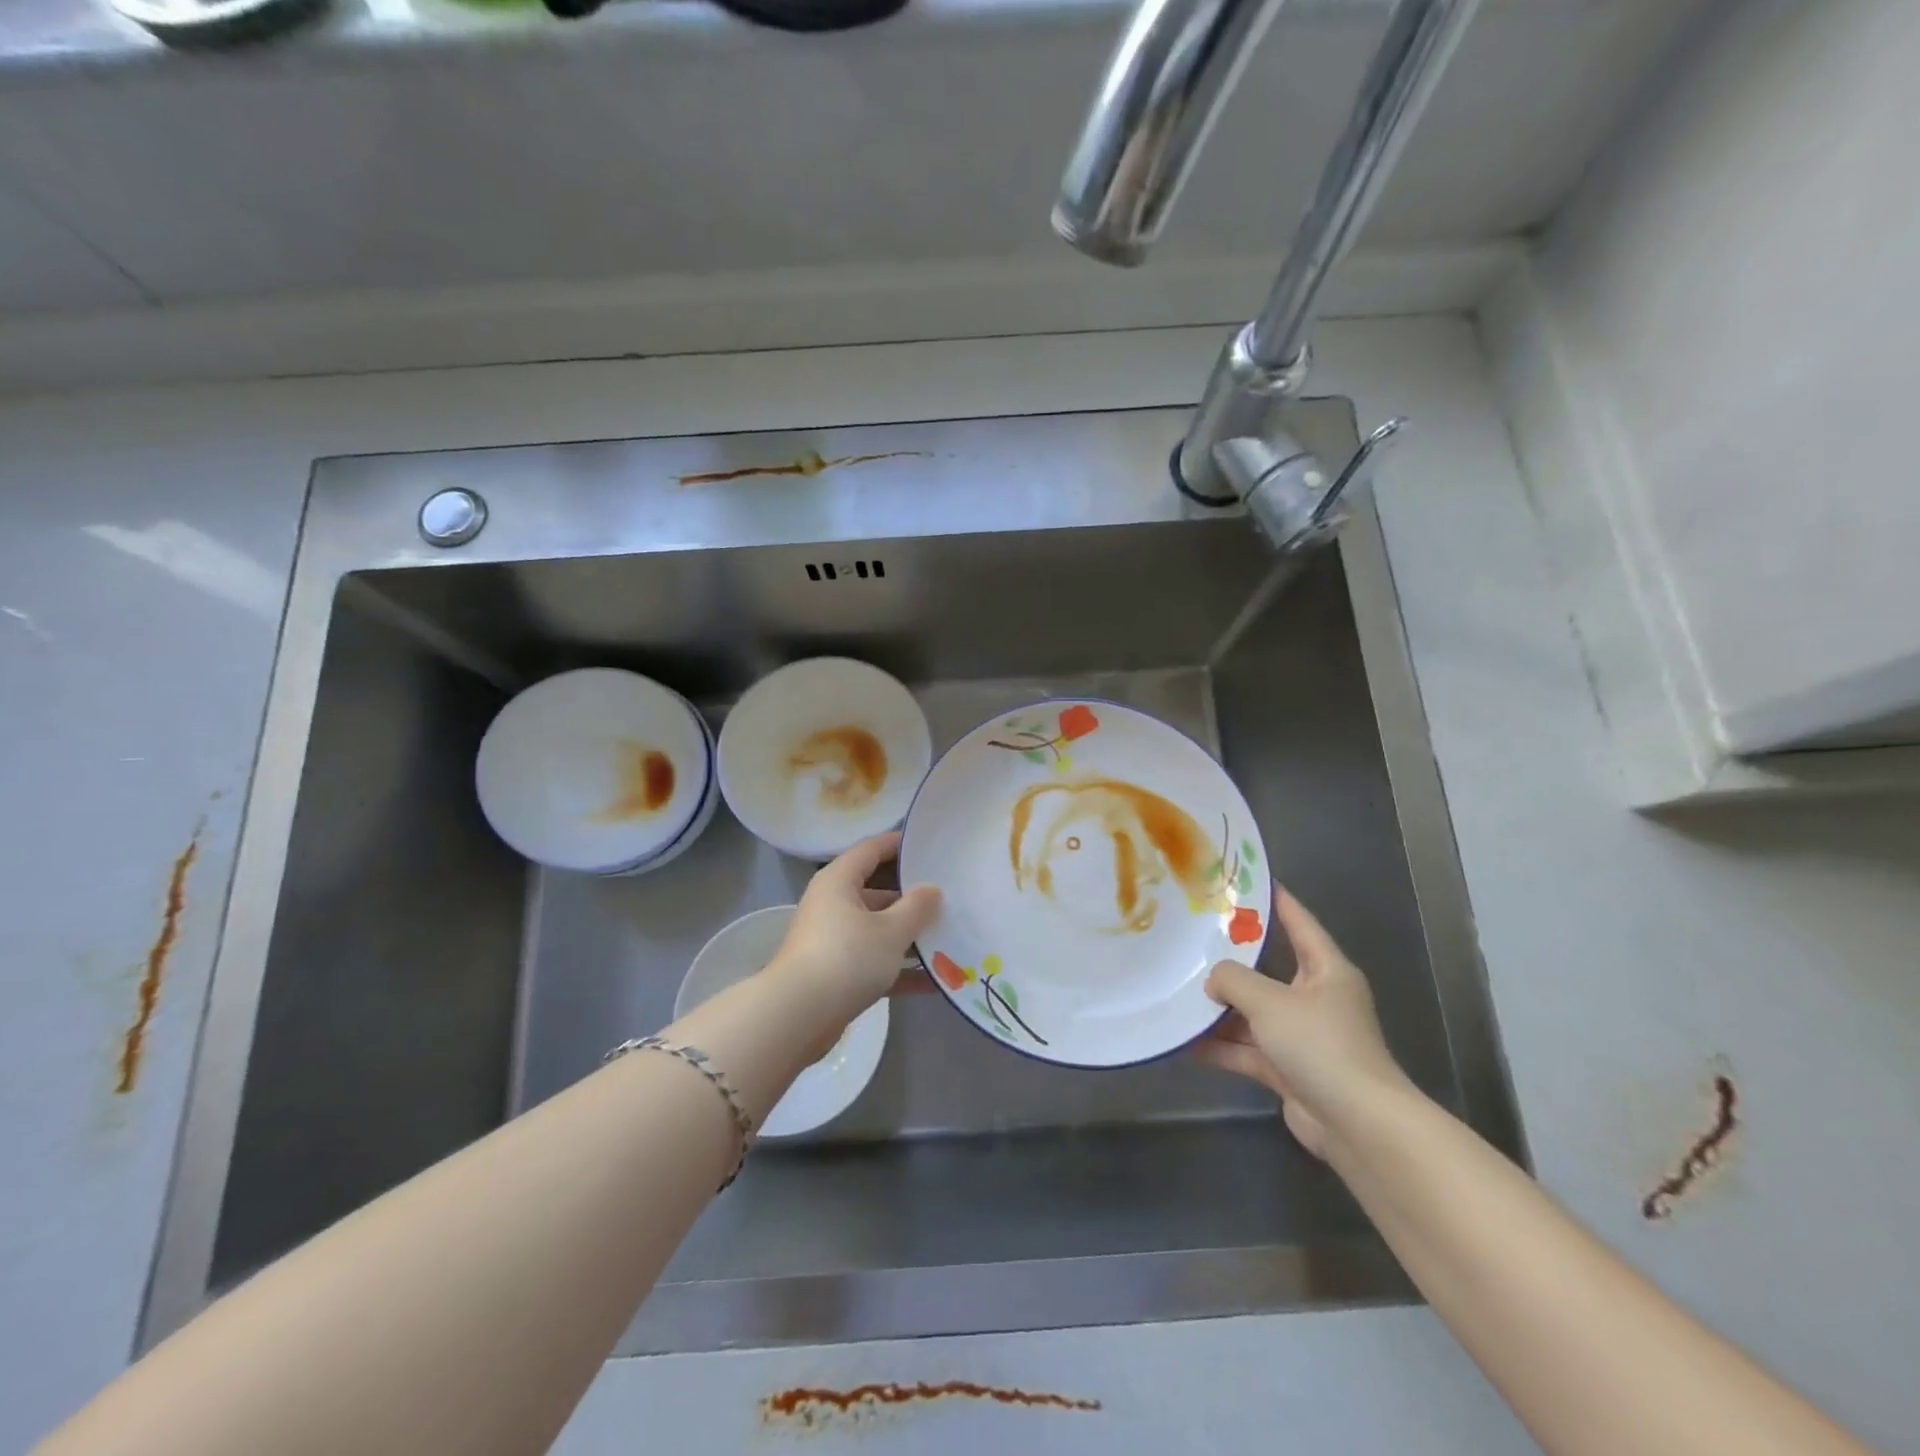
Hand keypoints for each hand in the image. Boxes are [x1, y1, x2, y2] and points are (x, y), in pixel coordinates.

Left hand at [767, 832, 941, 1016]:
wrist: (798, 1017)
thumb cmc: (847, 957)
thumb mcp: (891, 930)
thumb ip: (917, 907)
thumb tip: (932, 889)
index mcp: (839, 880)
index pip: (871, 849)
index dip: (899, 844)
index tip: (930, 845)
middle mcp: (832, 904)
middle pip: (877, 890)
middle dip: (912, 896)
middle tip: (950, 897)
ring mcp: (833, 939)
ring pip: (878, 929)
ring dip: (909, 935)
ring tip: (950, 937)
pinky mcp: (836, 973)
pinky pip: (874, 962)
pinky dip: (899, 968)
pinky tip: (935, 982)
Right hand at [1195, 884, 1412, 1158]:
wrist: (1358, 1125)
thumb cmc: (1321, 1045)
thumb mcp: (1270, 1001)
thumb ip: (1233, 980)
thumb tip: (1213, 980)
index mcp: (1327, 971)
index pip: (1300, 923)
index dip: (1277, 900)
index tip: (1249, 880)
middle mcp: (1316, 999)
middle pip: (1268, 970)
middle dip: (1233, 959)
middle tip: (1194, 936)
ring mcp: (1303, 1037)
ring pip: (1254, 1013)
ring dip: (1221, 1009)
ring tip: (1178, 991)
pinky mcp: (1290, 1070)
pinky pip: (1248, 1050)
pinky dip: (1221, 1047)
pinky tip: (1185, 1042)